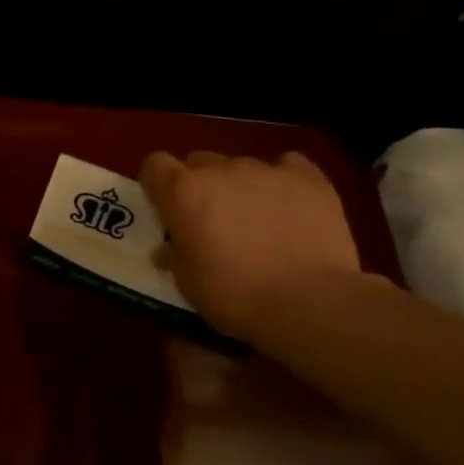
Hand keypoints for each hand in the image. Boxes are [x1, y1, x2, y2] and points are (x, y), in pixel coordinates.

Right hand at [142, 150, 363, 341]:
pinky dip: (282, 182)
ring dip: (240, 187)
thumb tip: (168, 248)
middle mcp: (220, 169)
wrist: (308, 301)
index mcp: (183, 191)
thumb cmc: (234, 294)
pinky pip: (287, 166)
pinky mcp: (309, 177)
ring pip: (241, 166)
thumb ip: (174, 255)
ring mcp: (266, 169)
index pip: (155, 165)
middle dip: (200, 185)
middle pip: (199, 162)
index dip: (158, 184)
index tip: (166, 209)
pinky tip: (289, 206)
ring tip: (257, 221)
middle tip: (211, 221)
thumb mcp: (188, 283)